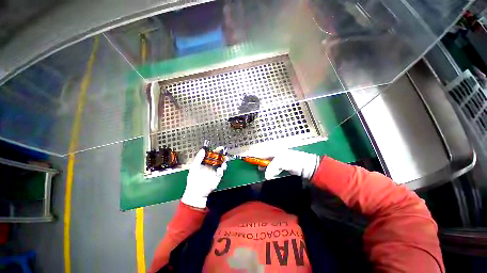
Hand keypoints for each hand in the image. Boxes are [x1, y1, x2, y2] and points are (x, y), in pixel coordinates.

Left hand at [181, 148, 227, 207]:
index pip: (212, 155)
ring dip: (224, 162)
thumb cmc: (193, 179)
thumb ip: (199, 157)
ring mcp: (215, 172)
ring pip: (222, 165)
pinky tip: (219, 170)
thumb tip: (203, 149)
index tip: (220, 148)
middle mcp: (211, 166)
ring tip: (225, 160)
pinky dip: (221, 171)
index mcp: (206, 163)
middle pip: (219, 159)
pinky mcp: (217, 177)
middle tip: (224, 152)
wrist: (195, 191)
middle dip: (222, 155)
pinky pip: (221, 173)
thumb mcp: (194, 166)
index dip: (216, 151)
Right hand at [242, 148, 319, 179]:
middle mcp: (273, 154)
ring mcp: (276, 159)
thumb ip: (273, 167)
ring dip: (259, 164)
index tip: (243, 156)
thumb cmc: (294, 161)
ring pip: (264, 161)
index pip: (259, 152)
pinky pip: (269, 166)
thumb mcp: (283, 162)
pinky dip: (265, 168)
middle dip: (254, 159)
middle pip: (260, 156)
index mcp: (273, 151)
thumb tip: (265, 175)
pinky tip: (264, 171)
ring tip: (254, 167)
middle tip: (246, 162)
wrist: (306, 166)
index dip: (251, 154)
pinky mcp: (279, 165)